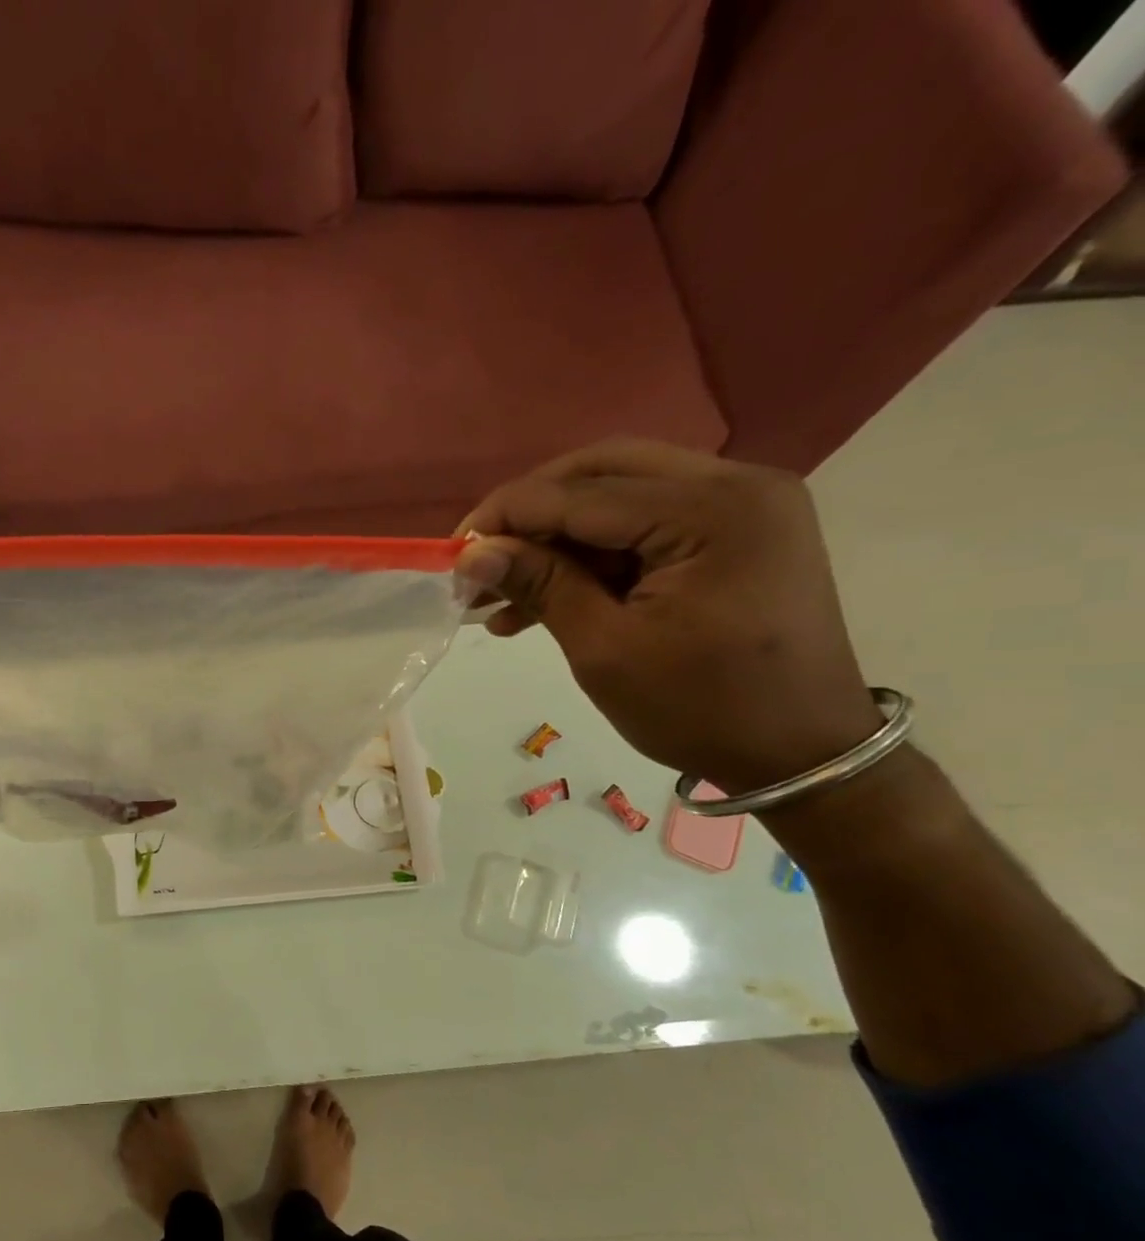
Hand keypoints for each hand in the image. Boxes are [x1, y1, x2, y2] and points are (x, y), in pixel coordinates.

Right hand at [456, 440, 882, 792]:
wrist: (802, 754)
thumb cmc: (701, 709)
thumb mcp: (605, 649)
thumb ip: (541, 585)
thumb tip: (471, 554)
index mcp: (713, 511)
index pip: (582, 493)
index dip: (507, 516)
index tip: (452, 551)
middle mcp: (737, 485)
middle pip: (603, 473)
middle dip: (530, 514)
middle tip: (479, 557)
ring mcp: (742, 506)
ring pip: (620, 498)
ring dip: (556, 540)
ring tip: (499, 593)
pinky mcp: (736, 534)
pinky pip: (646, 527)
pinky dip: (592, 557)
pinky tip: (543, 599)